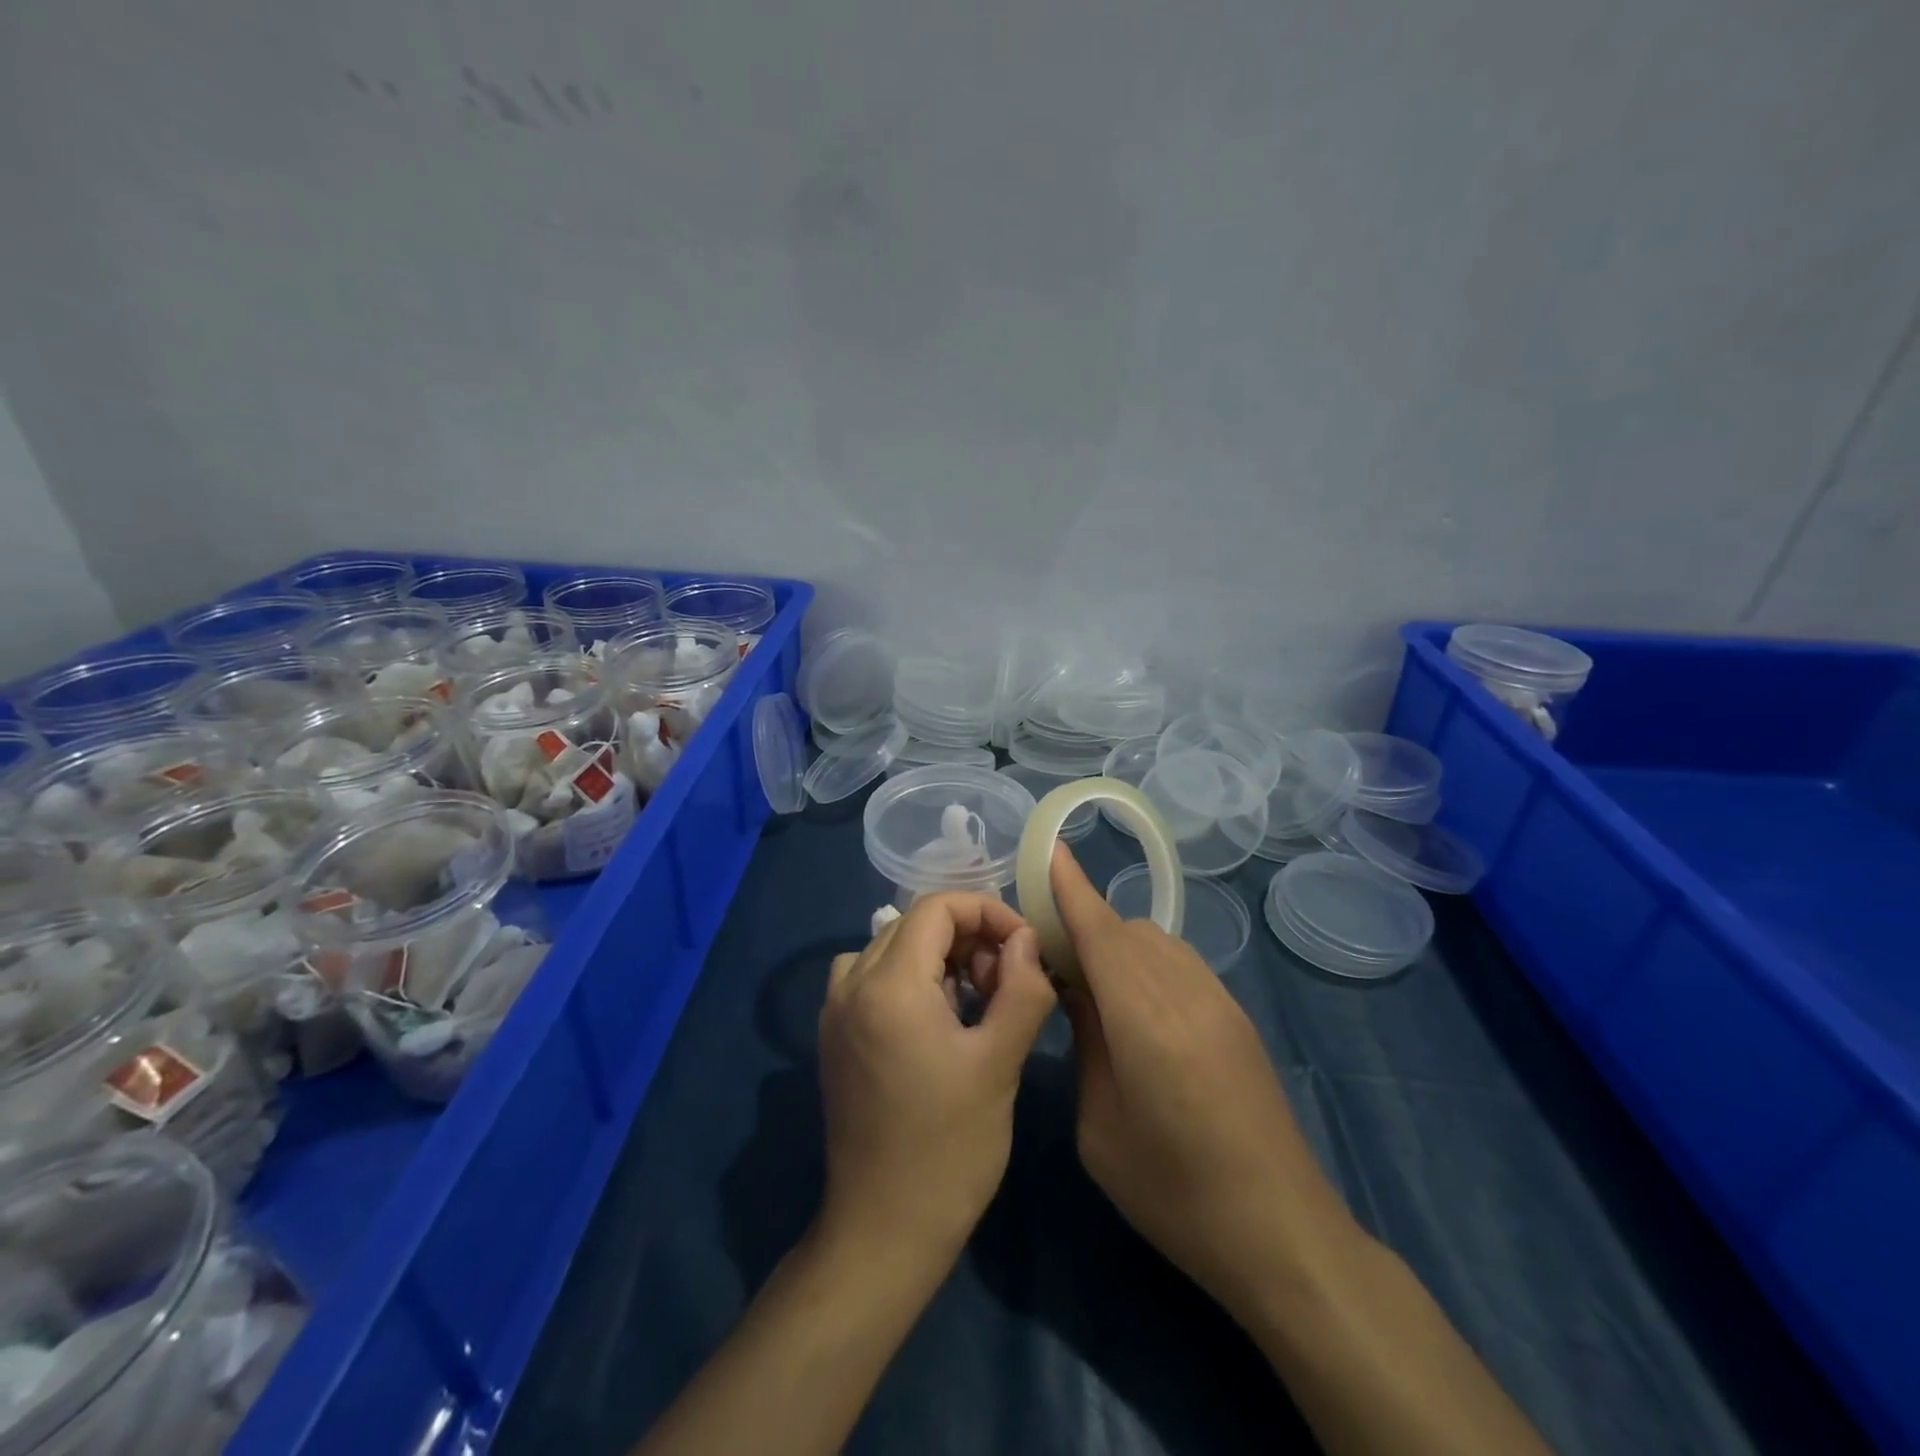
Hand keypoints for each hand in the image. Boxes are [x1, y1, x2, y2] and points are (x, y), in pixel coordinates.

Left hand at [818, 893, 1055, 1265]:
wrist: (883, 1231)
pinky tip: (938, 1022)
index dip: (987, 912)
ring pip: (893, 947)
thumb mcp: (999, 1062)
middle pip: (914, 924)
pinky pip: (873, 978)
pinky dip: (911, 979)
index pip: (937, 907)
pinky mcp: (834, 1036)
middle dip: (968, 938)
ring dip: (940, 958)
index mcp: (888, 984)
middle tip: (1004, 982)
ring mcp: (834, 1011)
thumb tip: (1026, 940)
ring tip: (976, 1001)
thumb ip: (1022, 987)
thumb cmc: (949, 1148)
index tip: (1023, 946)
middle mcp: (851, 985)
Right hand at [1049, 846, 1352, 1315]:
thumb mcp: (1101, 1128)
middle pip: (1128, 931)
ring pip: (1158, 942)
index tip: (1053, 850)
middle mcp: (1186, 994)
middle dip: (1088, 926)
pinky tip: (1139, 1008)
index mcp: (1146, 1021)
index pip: (1102, 934)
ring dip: (1120, 945)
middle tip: (1053, 960)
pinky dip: (1149, 962)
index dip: (1074, 889)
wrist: (1281, 1232)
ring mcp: (1220, 1002)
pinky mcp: (1238, 1018)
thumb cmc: (1174, 1193)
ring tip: (1095, 987)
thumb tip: (1078, 993)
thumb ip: (1087, 1044)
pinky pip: (1182, 963)